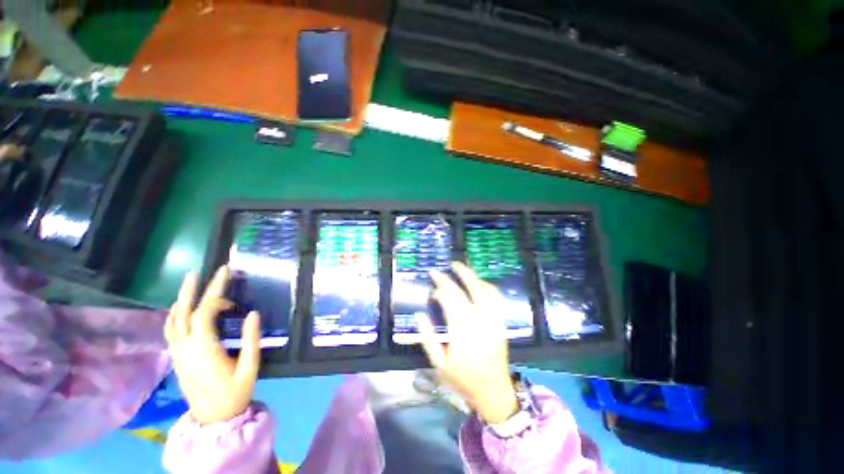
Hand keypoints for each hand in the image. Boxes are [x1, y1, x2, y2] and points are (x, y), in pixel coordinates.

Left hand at [164, 266, 261, 424]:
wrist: (213, 418)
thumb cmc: (235, 392)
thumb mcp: (250, 367)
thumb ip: (251, 339)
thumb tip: (253, 313)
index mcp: (204, 349)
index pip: (205, 313)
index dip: (215, 292)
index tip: (226, 275)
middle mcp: (186, 348)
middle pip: (184, 314)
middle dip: (191, 291)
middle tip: (197, 272)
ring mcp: (178, 353)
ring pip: (173, 322)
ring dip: (181, 301)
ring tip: (189, 285)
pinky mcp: (177, 358)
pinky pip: (171, 332)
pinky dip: (174, 316)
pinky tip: (181, 309)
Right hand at [416, 262, 518, 423]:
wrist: (493, 390)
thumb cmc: (462, 378)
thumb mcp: (439, 363)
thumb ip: (427, 338)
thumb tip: (419, 314)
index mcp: (463, 333)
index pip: (451, 303)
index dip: (441, 291)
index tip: (432, 287)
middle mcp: (480, 323)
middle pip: (464, 293)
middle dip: (451, 279)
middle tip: (440, 270)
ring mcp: (494, 321)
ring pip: (483, 291)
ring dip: (470, 276)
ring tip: (459, 266)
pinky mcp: (501, 322)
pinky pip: (496, 298)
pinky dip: (487, 286)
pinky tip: (478, 280)